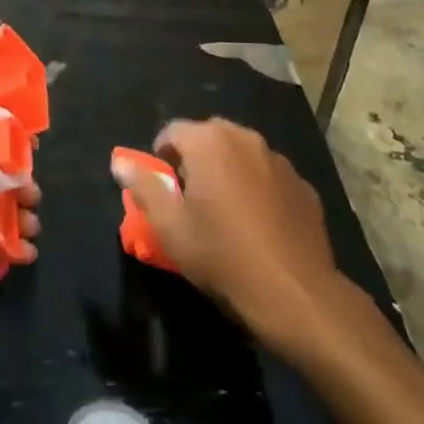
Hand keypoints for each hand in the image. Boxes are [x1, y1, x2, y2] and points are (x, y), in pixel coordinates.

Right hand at [112, 118, 343, 351]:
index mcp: (209, 142)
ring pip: (242, 153)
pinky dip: (258, 187)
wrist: (294, 292)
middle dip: (195, 157)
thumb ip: (143, 187)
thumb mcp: (169, 226)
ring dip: (228, 169)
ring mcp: (279, 160)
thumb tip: (120, 163)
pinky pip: (269, 175)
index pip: (172, 131)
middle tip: (190, 196)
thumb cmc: (221, 255)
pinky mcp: (303, 185)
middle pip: (209, 136)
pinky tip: (258, 222)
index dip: (161, 155)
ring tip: (225, 209)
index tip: (162, 186)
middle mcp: (246, 139)